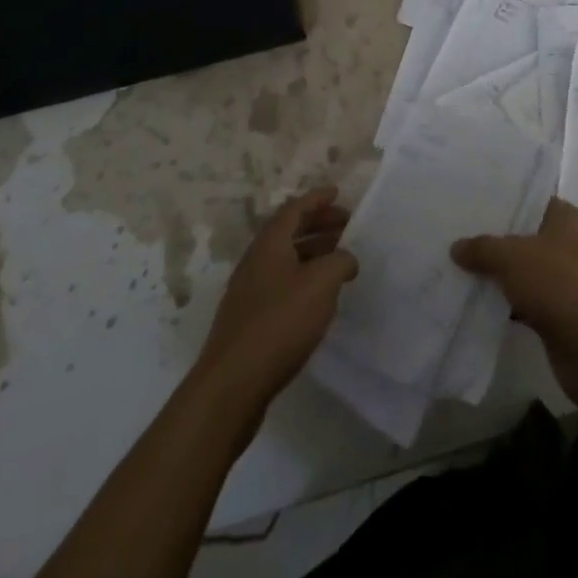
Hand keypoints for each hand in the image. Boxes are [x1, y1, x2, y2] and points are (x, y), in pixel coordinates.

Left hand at [196, 186, 357, 414]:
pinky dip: (303, 278)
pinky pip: (281, 284)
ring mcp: (249, 292)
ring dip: (312, 253)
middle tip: (346, 225)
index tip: (338, 192)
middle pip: (288, 232)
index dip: (317, 198)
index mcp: (269, 244)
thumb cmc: (279, 323)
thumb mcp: (321, 284)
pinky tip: (319, 298)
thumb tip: (346, 259)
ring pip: (285, 260)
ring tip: (338, 261)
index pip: (294, 209)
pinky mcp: (249, 321)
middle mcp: (255, 261)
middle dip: (318, 224)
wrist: (232, 385)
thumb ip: (340, 261)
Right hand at [451, 198, 577, 411]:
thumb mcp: (511, 257)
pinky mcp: (564, 311)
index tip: (474, 207)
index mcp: (568, 219)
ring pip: (528, 269)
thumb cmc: (557, 284)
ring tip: (464, 269)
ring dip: (503, 274)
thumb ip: (483, 248)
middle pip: (528, 237)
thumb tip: (456, 247)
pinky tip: (482, 304)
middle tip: (461, 238)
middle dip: (498, 240)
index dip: (506, 203)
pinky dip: (510, 301)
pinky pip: (530, 298)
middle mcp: (572, 243)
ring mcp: (569, 279)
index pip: (533, 201)